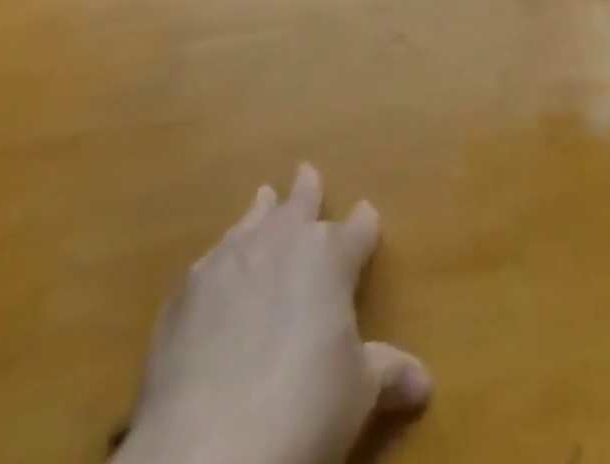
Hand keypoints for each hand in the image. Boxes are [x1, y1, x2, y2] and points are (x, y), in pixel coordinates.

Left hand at [117, 164, 431, 463]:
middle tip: (306, 172)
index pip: (357, 228)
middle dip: (307, 190)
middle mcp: (283, 242)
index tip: (366, 214)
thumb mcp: (357, 395)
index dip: (364, 223)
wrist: (205, 452)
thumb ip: (388, 374)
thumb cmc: (303, 410)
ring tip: (264, 198)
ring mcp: (229, 261)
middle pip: (300, 203)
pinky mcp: (184, 293)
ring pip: (252, 220)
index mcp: (330, 256)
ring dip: (262, 211)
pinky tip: (216, 271)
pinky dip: (221, 260)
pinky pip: (209, 261)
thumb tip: (425, 383)